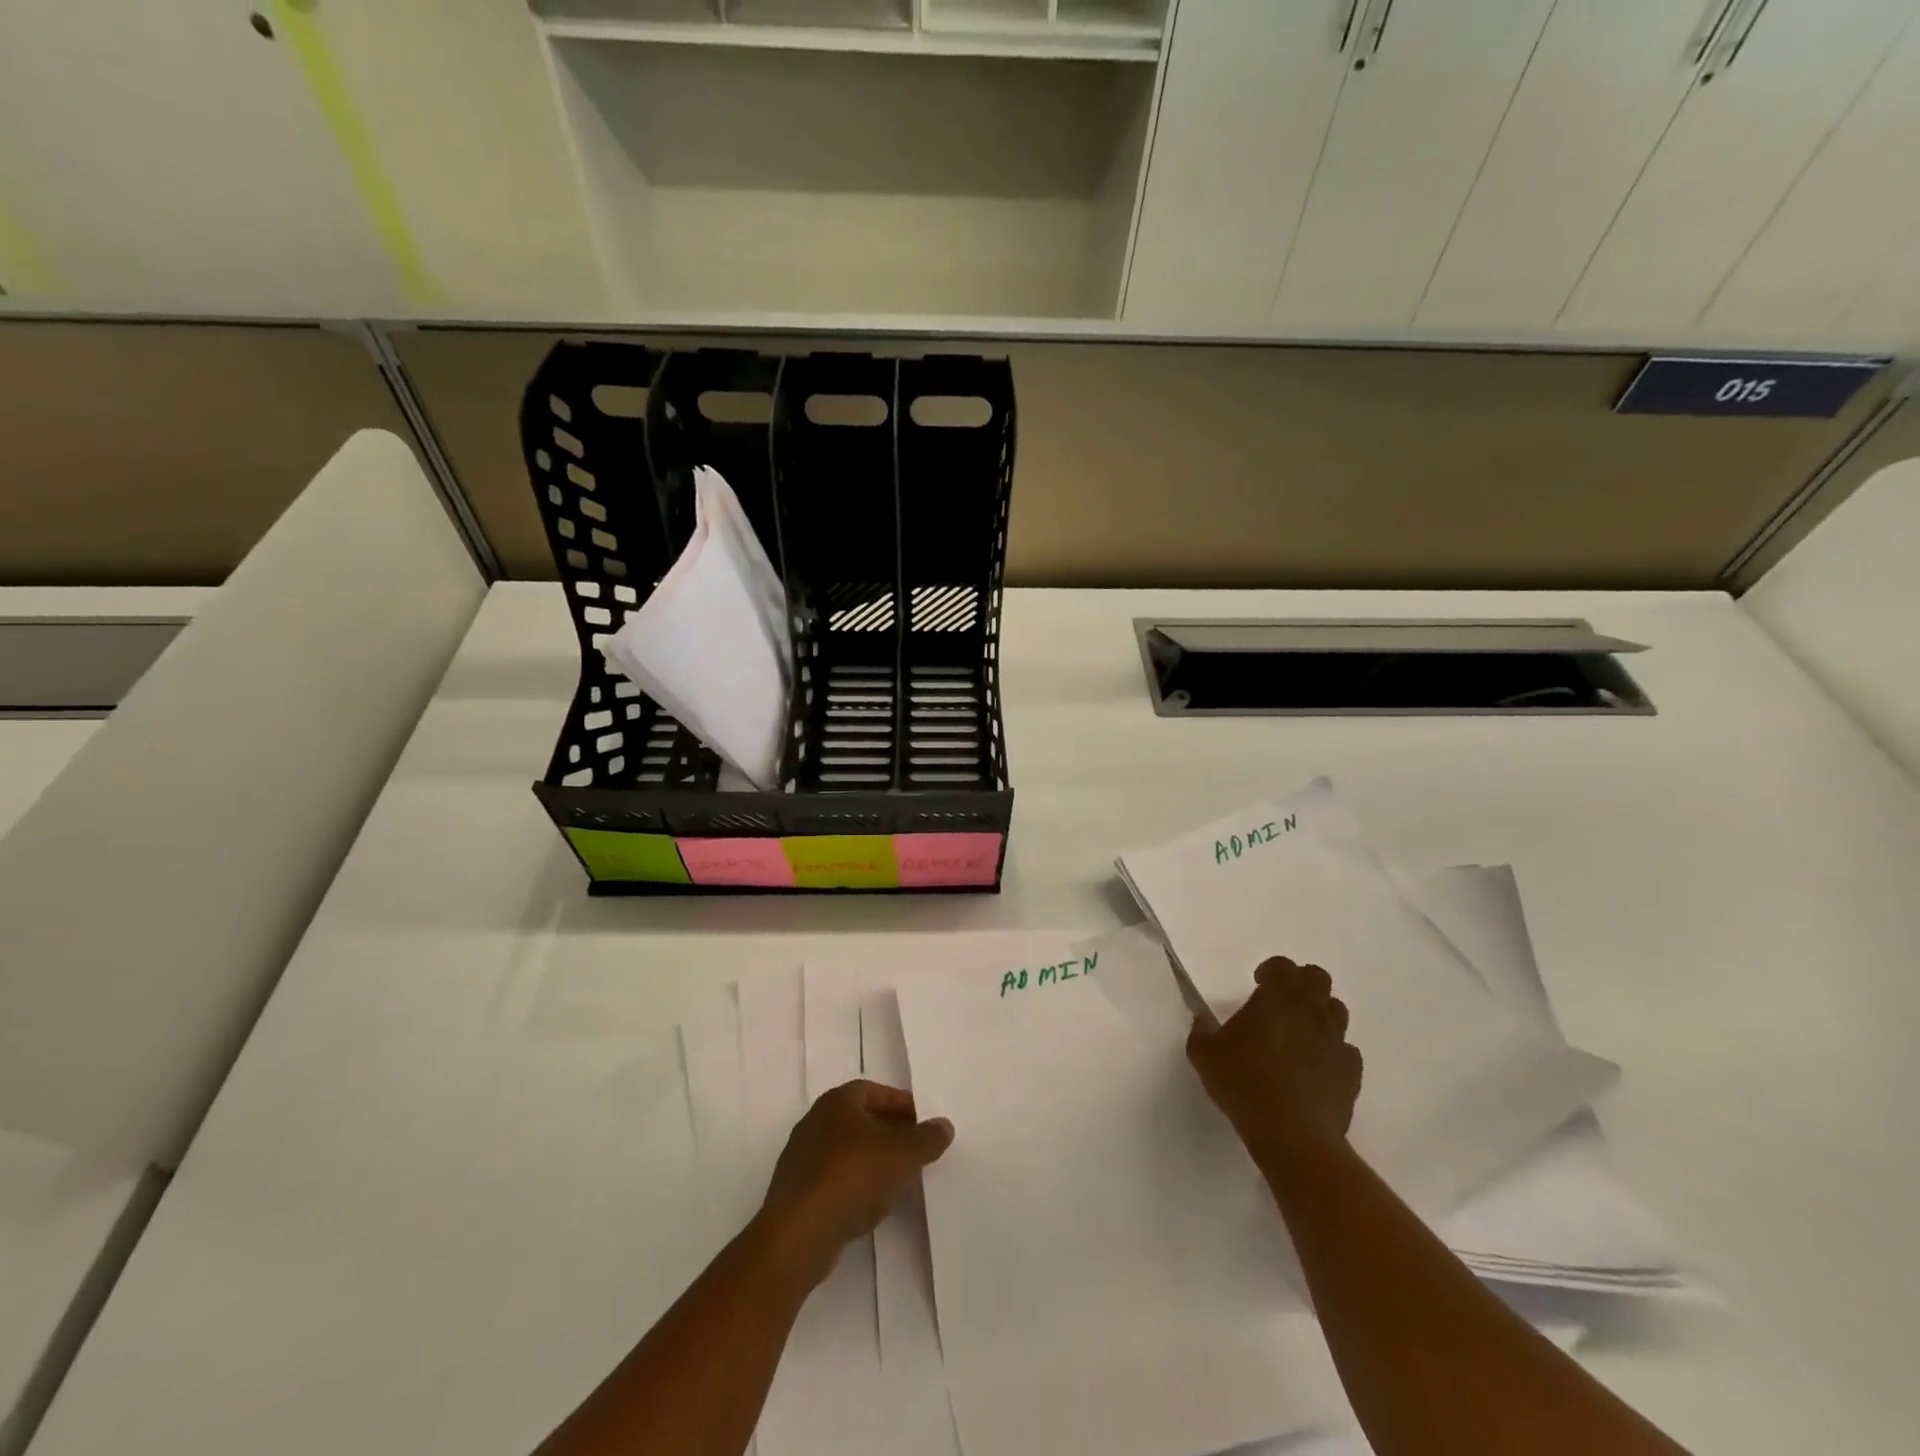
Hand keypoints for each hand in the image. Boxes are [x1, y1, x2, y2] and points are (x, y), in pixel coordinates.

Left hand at [758, 1080, 953, 1283]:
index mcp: (837, 1102)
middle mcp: (815, 1122)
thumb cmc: (851, 1177)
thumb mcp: (901, 1154)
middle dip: (889, 1132)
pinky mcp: (797, 1193)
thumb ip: (926, 1138)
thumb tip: (944, 1125)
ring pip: (847, 1151)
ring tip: (900, 1179)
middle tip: (916, 1150)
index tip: (923, 1123)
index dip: (900, 1104)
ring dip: (873, 1160)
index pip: (874, 1091)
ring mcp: (802, 1159)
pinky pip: (834, 1180)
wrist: (798, 1235)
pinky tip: (872, 1205)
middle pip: (860, 1120)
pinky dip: (856, 1185)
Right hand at [1186, 957, 1362, 1168]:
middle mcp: (1310, 1012)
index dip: (1271, 969)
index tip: (1258, 982)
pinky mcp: (1351, 1073)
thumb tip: (1204, 1020)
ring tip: (1301, 1032)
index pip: (1282, 966)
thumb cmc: (1243, 1084)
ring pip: (1337, 1010)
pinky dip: (1333, 1051)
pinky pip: (1346, 1050)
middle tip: (1283, 1001)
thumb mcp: (1204, 1054)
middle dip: (1302, 982)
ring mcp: (1336, 1042)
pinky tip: (1316, 1067)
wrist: (1292, 1135)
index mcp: (1276, 1000)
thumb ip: (1202, 1030)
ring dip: (1320, 1013)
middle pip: (1318, 978)